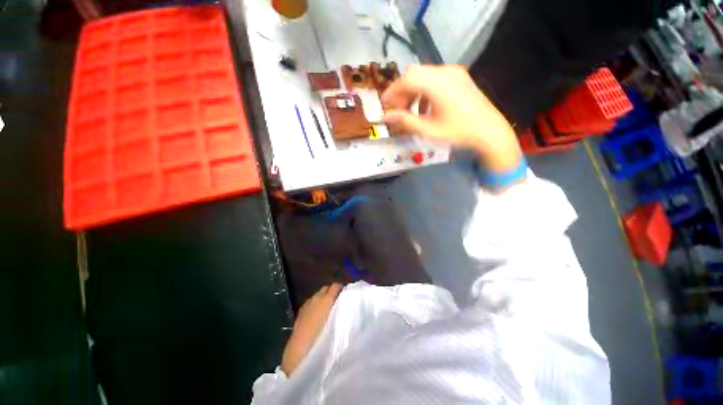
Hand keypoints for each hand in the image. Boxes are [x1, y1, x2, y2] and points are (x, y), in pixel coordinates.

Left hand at [281, 284, 342, 375]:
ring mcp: (306, 304)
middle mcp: (316, 298)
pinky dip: (315, 306)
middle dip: (331, 292)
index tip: (346, 294)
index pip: (335, 286)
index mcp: (326, 299)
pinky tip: (317, 316)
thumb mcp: (337, 323)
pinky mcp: (299, 313)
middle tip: (338, 302)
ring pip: (317, 296)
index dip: (341, 288)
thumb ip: (341, 310)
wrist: (300, 352)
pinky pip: (310, 304)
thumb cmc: (323, 338)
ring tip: (328, 310)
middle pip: (325, 289)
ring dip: (322, 299)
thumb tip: (346, 305)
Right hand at [382, 65, 522, 173]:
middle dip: (402, 92)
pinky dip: (424, 91)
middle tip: (397, 110)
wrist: (490, 131)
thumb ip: (404, 121)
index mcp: (437, 83)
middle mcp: (445, 72)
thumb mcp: (428, 130)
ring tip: (410, 111)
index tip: (384, 106)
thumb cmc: (458, 132)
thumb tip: (385, 117)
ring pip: (424, 76)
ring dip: (413, 91)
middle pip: (414, 74)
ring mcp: (454, 73)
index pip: (407, 80)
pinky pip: (435, 79)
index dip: (392, 92)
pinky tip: (426, 108)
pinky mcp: (459, 78)